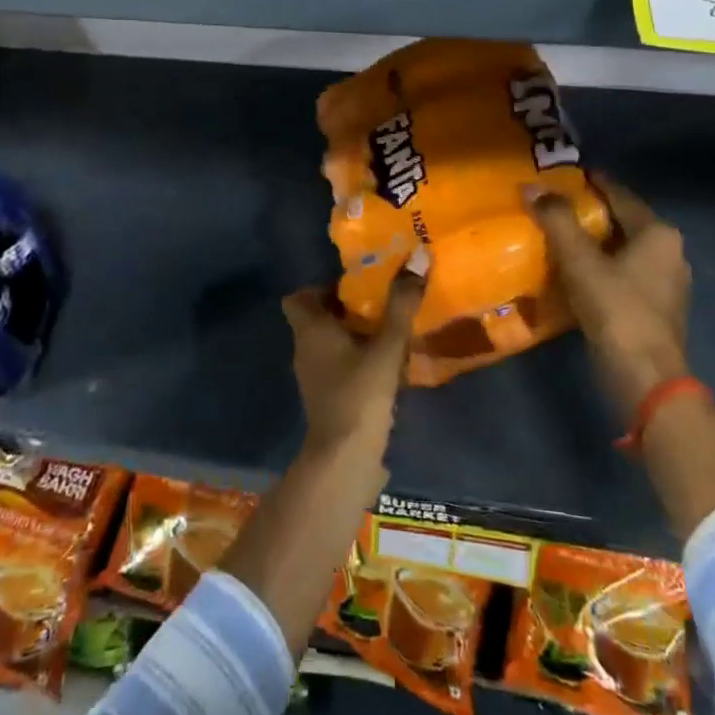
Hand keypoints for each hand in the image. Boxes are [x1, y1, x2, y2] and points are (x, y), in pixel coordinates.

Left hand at [282, 273, 422, 456]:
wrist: (345, 459)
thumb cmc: (360, 394)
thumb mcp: (387, 346)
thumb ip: (401, 304)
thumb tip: (417, 255)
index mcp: (311, 330)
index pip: (296, 298)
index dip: (320, 288)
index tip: (353, 287)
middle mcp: (305, 349)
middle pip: (316, 319)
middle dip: (345, 309)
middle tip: (379, 303)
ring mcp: (313, 377)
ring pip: (328, 344)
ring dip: (353, 335)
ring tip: (388, 331)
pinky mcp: (327, 399)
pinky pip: (337, 366)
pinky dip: (356, 360)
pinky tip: (386, 365)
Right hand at [528, 175, 690, 415]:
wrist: (644, 375)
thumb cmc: (616, 307)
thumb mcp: (580, 260)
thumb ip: (556, 219)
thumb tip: (531, 186)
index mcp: (658, 233)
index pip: (621, 196)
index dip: (594, 183)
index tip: (570, 174)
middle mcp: (671, 253)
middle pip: (625, 223)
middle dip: (593, 214)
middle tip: (558, 206)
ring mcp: (668, 284)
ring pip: (626, 251)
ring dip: (597, 244)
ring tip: (563, 238)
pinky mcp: (658, 309)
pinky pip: (627, 275)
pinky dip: (604, 268)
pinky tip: (579, 273)